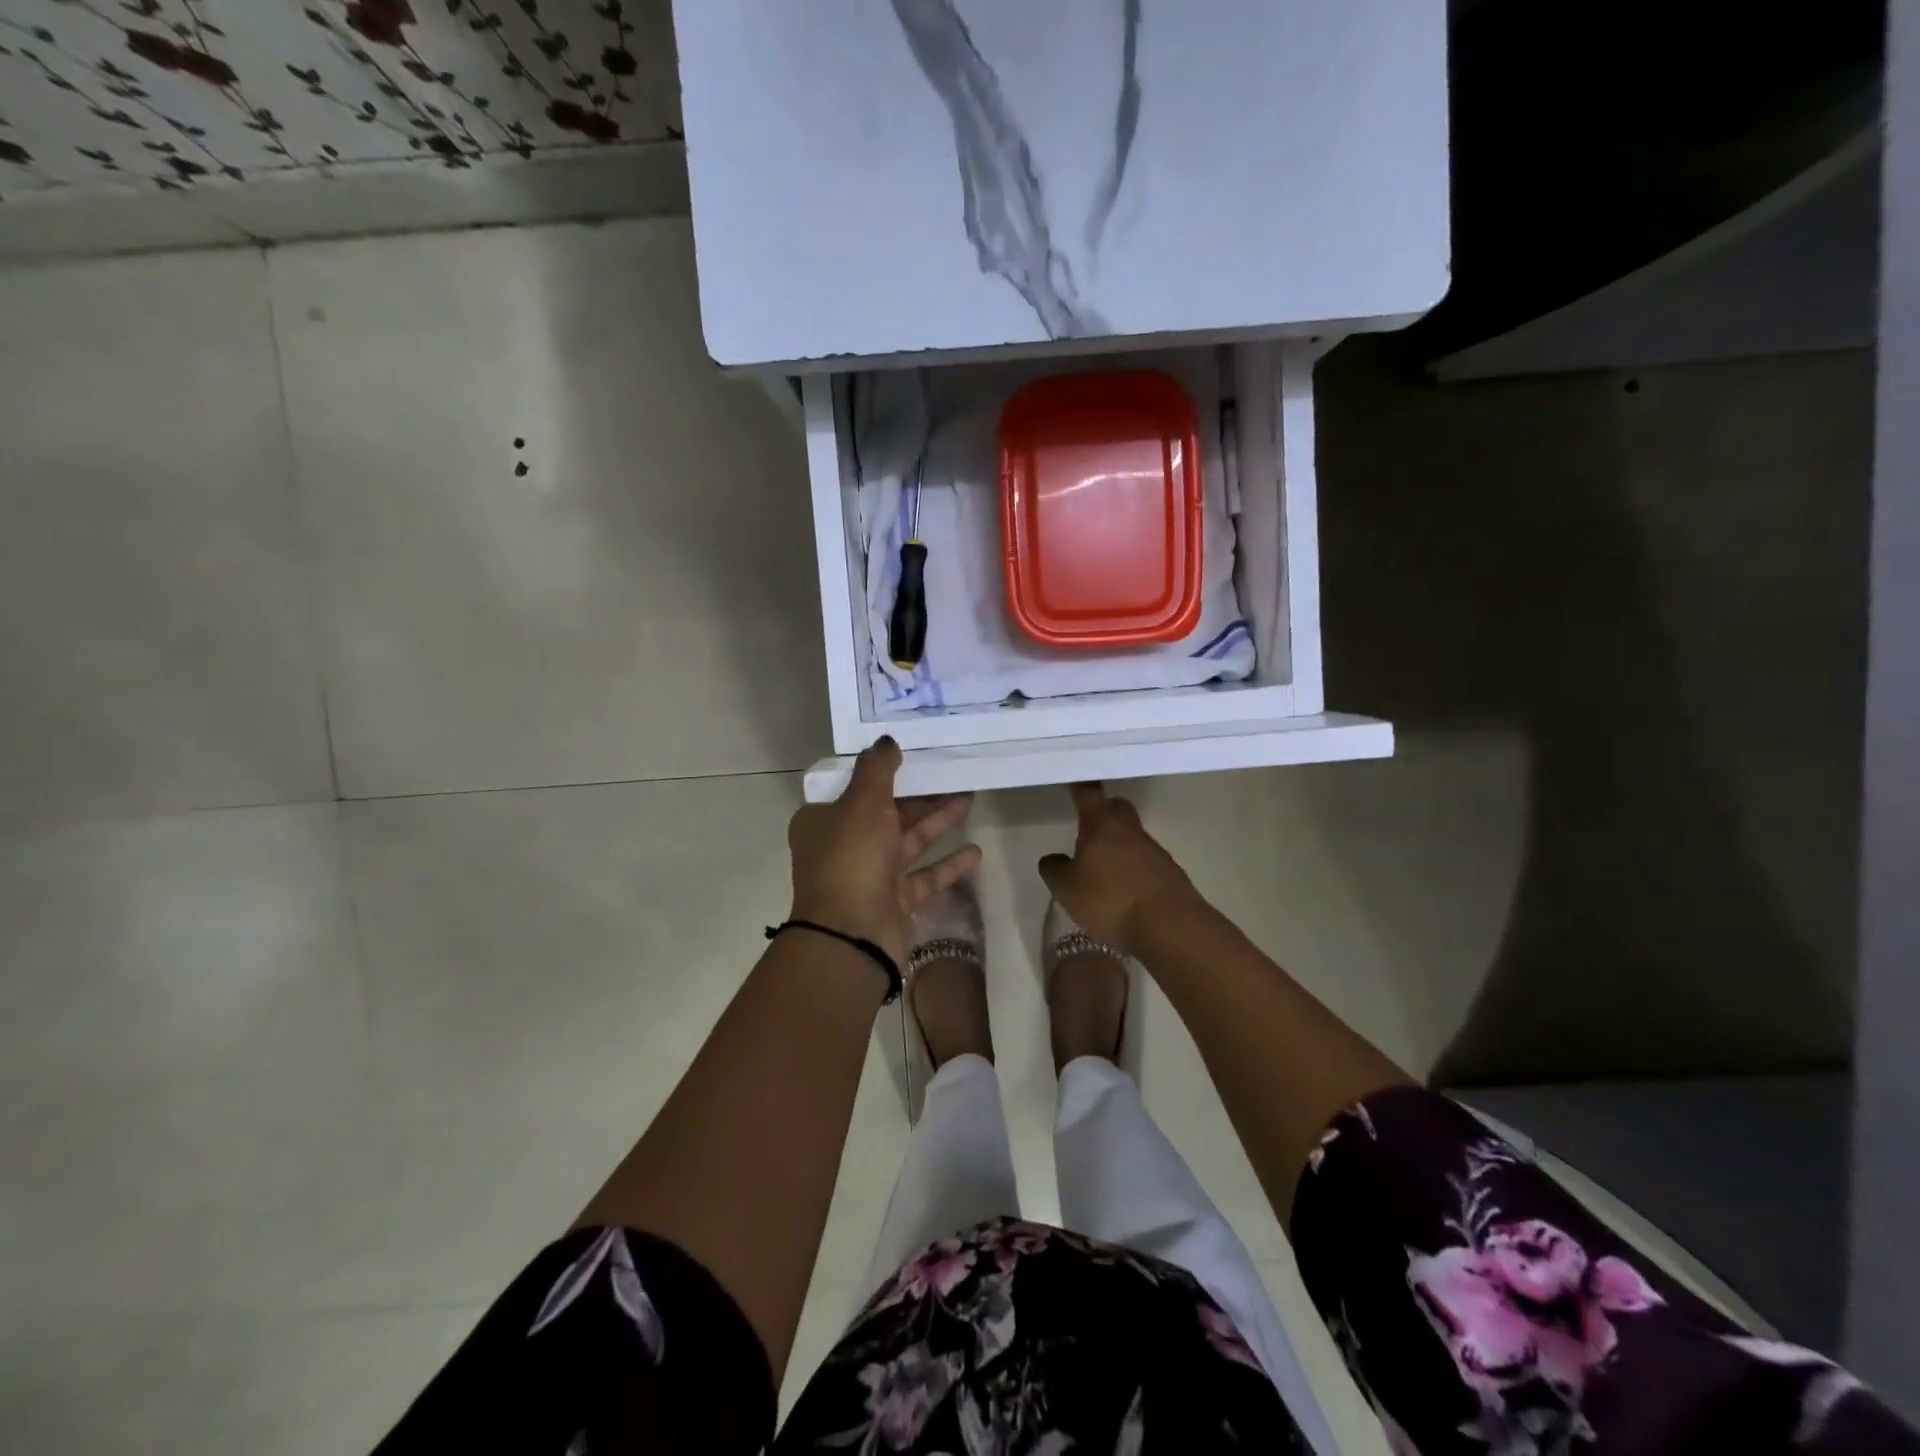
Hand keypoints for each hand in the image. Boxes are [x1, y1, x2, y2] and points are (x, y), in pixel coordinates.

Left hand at [787, 738, 981, 965]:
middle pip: (885, 812)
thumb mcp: (862, 802)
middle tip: (952, 773)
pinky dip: (947, 864)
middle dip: (919, 795)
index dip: (880, 771)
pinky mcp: (894, 901)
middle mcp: (844, 846)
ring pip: (907, 842)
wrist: (852, 935)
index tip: (910, 754)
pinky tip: (976, 851)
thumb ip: (877, 768)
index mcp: (824, 820)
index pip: (853, 788)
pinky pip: (924, 876)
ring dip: (937, 822)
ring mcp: (869, 876)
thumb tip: (886, 740)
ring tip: (970, 798)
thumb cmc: (852, 857)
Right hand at [1038, 783, 1201, 950]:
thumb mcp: (1067, 889)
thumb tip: (1053, 858)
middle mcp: (1130, 829)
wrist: (1169, 925)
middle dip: (1104, 812)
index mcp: (1102, 824)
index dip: (1080, 786)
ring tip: (1103, 869)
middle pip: (1118, 808)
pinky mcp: (1170, 873)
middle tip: (1088, 828)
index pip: (1089, 793)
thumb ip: (1054, 870)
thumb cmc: (1110, 899)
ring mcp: (1154, 850)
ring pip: (1132, 836)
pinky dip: (1133, 869)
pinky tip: (1124, 891)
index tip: (1075, 780)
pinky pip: (1146, 861)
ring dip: (1119, 845)